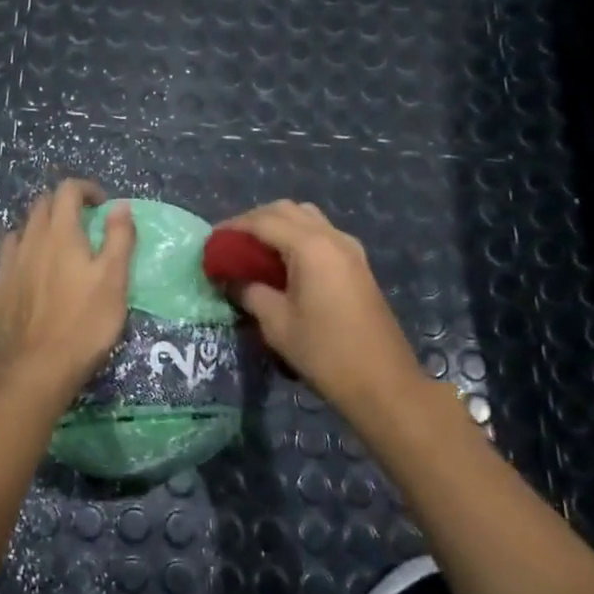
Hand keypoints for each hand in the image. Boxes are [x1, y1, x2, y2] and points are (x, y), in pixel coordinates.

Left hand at [0, 179, 135, 405]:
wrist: (37, 369)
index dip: (86, 189)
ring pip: (15, 236)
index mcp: (59, 233)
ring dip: (34, 234)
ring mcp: (5, 269)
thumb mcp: (115, 279)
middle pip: (39, 207)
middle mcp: (27, 243)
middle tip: (81, 225)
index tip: (102, 205)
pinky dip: (11, 270)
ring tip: (49, 251)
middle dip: (60, 207)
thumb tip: (119, 205)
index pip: (67, 191)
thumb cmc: (84, 322)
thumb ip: (119, 238)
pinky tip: (18, 284)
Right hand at [219, 201, 427, 419]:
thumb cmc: (324, 352)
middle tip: (230, 244)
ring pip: (307, 218)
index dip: (232, 228)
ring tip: (254, 251)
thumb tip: (229, 278)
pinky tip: (282, 264)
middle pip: (286, 210)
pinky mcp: (357, 264)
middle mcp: (332, 237)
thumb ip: (249, 292)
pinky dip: (297, 237)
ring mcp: (349, 249)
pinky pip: (321, 235)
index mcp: (310, 247)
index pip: (263, 221)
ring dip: (278, 226)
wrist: (382, 382)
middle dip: (254, 220)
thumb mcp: (276, 323)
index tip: (210, 242)